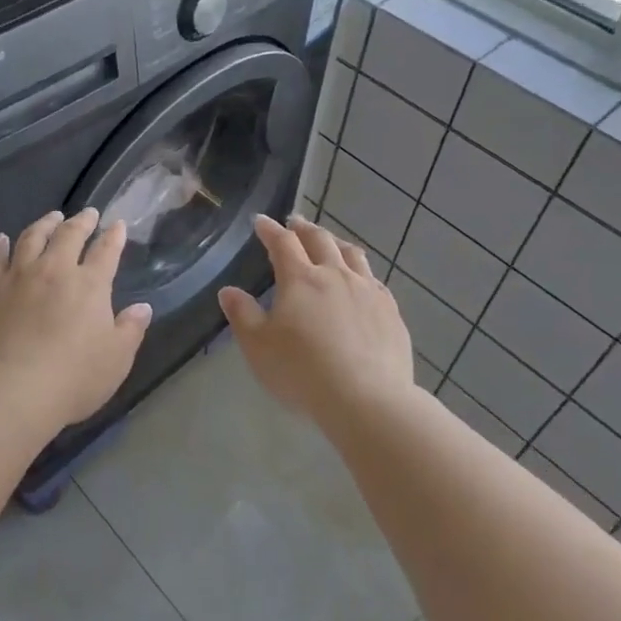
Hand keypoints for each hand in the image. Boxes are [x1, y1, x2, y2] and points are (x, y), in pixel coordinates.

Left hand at [0, 209, 153, 434]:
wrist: (12, 389)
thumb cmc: (73, 378)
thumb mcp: (116, 359)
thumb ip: (130, 329)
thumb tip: (142, 307)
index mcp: (90, 285)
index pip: (106, 252)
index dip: (113, 236)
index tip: (117, 224)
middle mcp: (54, 271)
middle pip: (69, 235)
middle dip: (81, 222)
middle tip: (87, 213)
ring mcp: (18, 277)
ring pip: (32, 238)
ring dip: (44, 224)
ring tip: (51, 216)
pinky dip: (1, 246)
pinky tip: (2, 239)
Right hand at [219, 213, 414, 425]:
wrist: (366, 399)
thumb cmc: (302, 371)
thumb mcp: (258, 346)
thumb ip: (242, 315)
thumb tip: (228, 291)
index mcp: (300, 279)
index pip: (282, 243)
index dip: (270, 230)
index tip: (261, 221)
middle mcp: (336, 275)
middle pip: (320, 240)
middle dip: (303, 229)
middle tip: (294, 223)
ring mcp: (368, 292)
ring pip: (352, 255)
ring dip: (336, 243)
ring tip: (329, 242)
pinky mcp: (391, 312)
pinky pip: (375, 280)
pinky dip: (361, 271)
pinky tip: (361, 281)